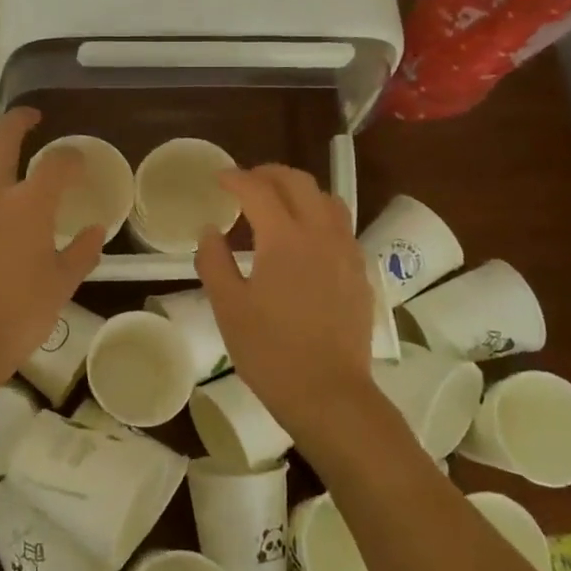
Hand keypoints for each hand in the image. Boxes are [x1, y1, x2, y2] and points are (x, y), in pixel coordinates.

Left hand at [0, 108, 104, 392]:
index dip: (71, 158)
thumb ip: (82, 251)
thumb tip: (96, 230)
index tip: (78, 163)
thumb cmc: (20, 313)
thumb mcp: (62, 283)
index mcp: (30, 205)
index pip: (57, 163)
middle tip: (31, 117)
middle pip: (3, 137)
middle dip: (20, 120)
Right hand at [195, 165, 373, 433]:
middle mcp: (320, 233)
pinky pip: (340, 226)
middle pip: (298, 182)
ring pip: (326, 199)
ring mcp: (346, 252)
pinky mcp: (360, 272)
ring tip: (276, 204)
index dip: (235, 178)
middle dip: (269, 174)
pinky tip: (304, 239)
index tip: (218, 179)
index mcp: (284, 237)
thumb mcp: (228, 307)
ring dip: (298, 191)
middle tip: (245, 183)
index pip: (257, 189)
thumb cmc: (270, 352)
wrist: (329, 395)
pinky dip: (318, 215)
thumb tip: (210, 231)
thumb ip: (214, 261)